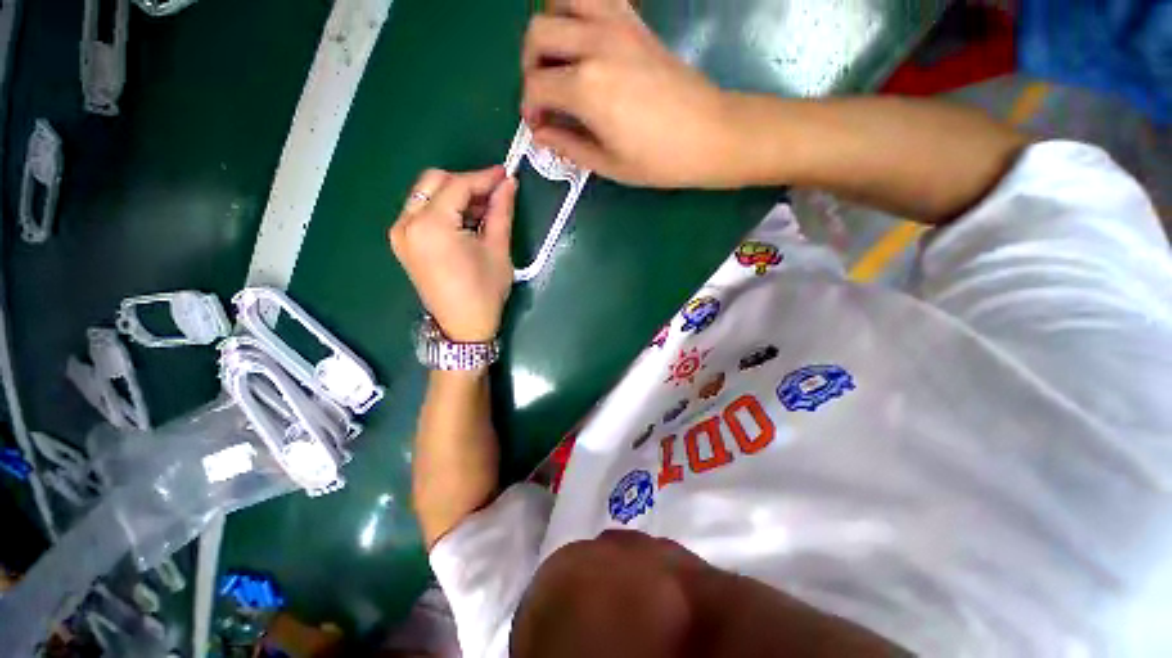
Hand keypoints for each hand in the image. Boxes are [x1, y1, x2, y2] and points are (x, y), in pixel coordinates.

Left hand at [389, 167, 517, 342]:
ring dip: (455, 195)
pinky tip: (465, 221)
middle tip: (494, 194)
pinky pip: (422, 211)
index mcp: (431, 226)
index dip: (484, 177)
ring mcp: (401, 233)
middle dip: (467, 183)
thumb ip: (501, 212)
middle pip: (435, 182)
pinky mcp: (403, 243)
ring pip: (426, 194)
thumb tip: (508, 184)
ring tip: (484, 210)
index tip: (506, 174)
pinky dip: (444, 208)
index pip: (458, 185)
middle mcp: (407, 223)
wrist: (463, 328)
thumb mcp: (497, 250)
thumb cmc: (484, 292)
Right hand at [521, 0, 740, 187]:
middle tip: (543, 93)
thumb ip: (568, 146)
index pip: (536, 86)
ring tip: (559, 58)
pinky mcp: (636, 23)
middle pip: (538, 32)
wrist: (710, 134)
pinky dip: (580, 11)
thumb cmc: (659, 160)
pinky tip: (586, 41)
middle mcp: (595, 45)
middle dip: (530, 65)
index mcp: (586, 88)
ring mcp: (618, 26)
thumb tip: (541, 135)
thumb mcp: (608, 164)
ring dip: (551, 25)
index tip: (538, 126)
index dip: (530, 109)